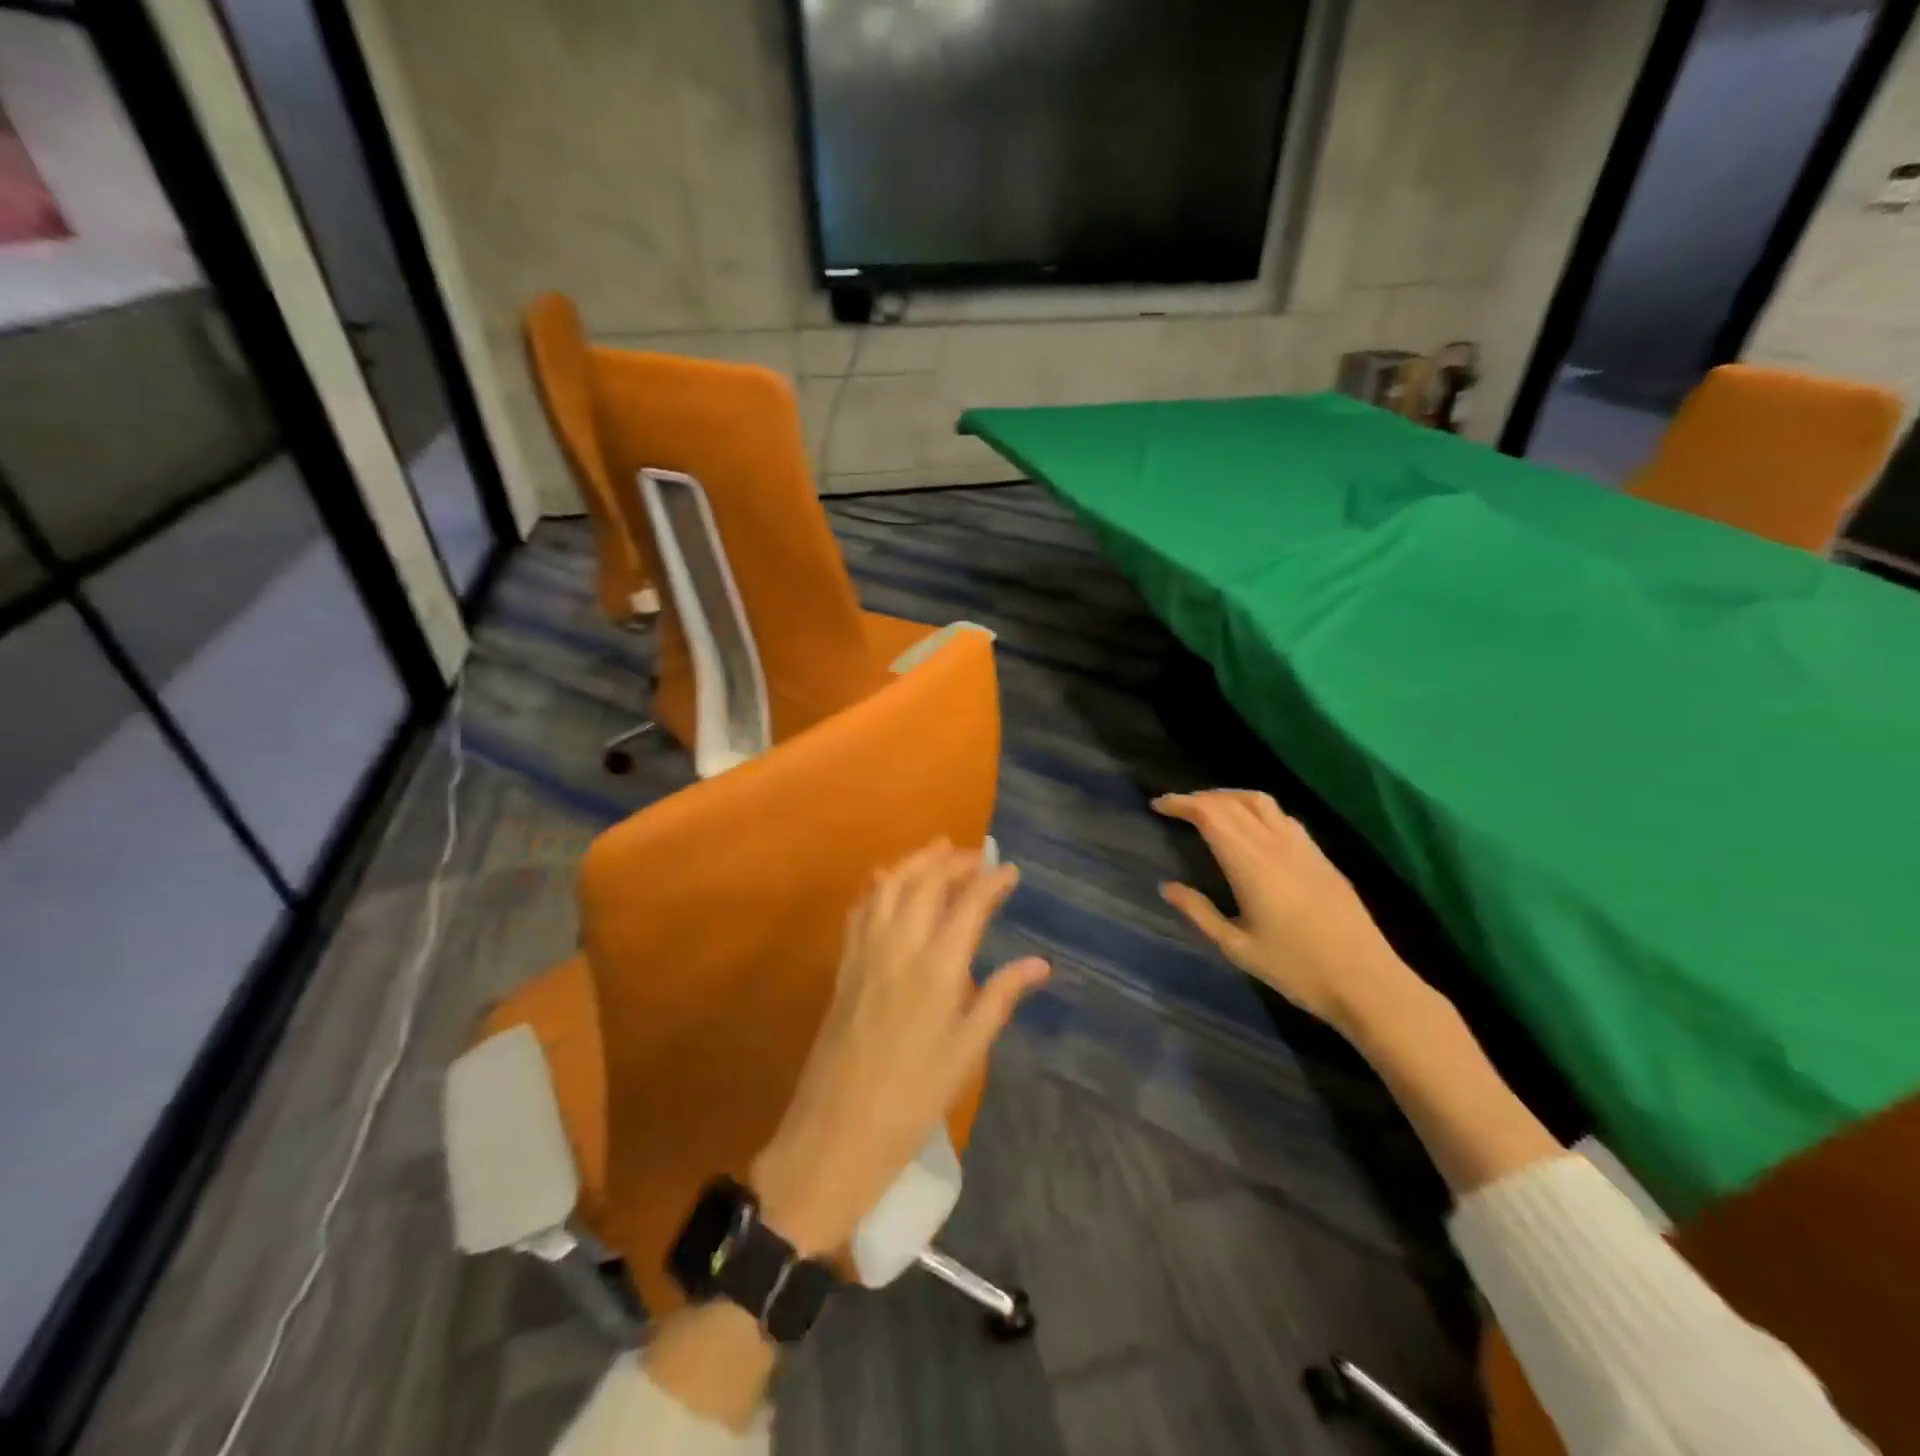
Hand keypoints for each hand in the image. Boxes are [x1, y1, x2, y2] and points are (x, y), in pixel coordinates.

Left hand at [751, 842, 1049, 1254]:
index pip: (968, 905)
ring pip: (890, 886)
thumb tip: (1039, 964)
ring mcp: (866, 952)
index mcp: (937, 969)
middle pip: (926, 883)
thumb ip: (999, 998)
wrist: (837, 1130)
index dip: (991, 882)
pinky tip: (885, 880)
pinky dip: (878, 885)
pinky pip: (861, 909)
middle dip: (953, 861)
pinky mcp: (844, 964)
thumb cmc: (914, 1098)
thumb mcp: (967, 1052)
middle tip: (978, 856)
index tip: (1010, 870)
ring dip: (916, 861)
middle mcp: (900, 947)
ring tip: (938, 849)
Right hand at [1153, 791, 1419, 1037]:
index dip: (1182, 803)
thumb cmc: (1297, 969)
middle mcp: (1275, 844)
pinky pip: (1282, 816)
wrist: (1367, 982)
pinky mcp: (1321, 856)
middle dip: (1199, 798)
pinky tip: (1251, 827)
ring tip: (1209, 808)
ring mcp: (1302, 847)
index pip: (1210, 815)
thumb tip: (1166, 887)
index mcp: (1250, 864)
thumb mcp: (1237, 948)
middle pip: (1232, 802)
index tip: (1158, 805)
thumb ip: (1199, 913)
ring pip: (1260, 801)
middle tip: (1176, 808)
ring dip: (1228, 797)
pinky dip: (1255, 809)